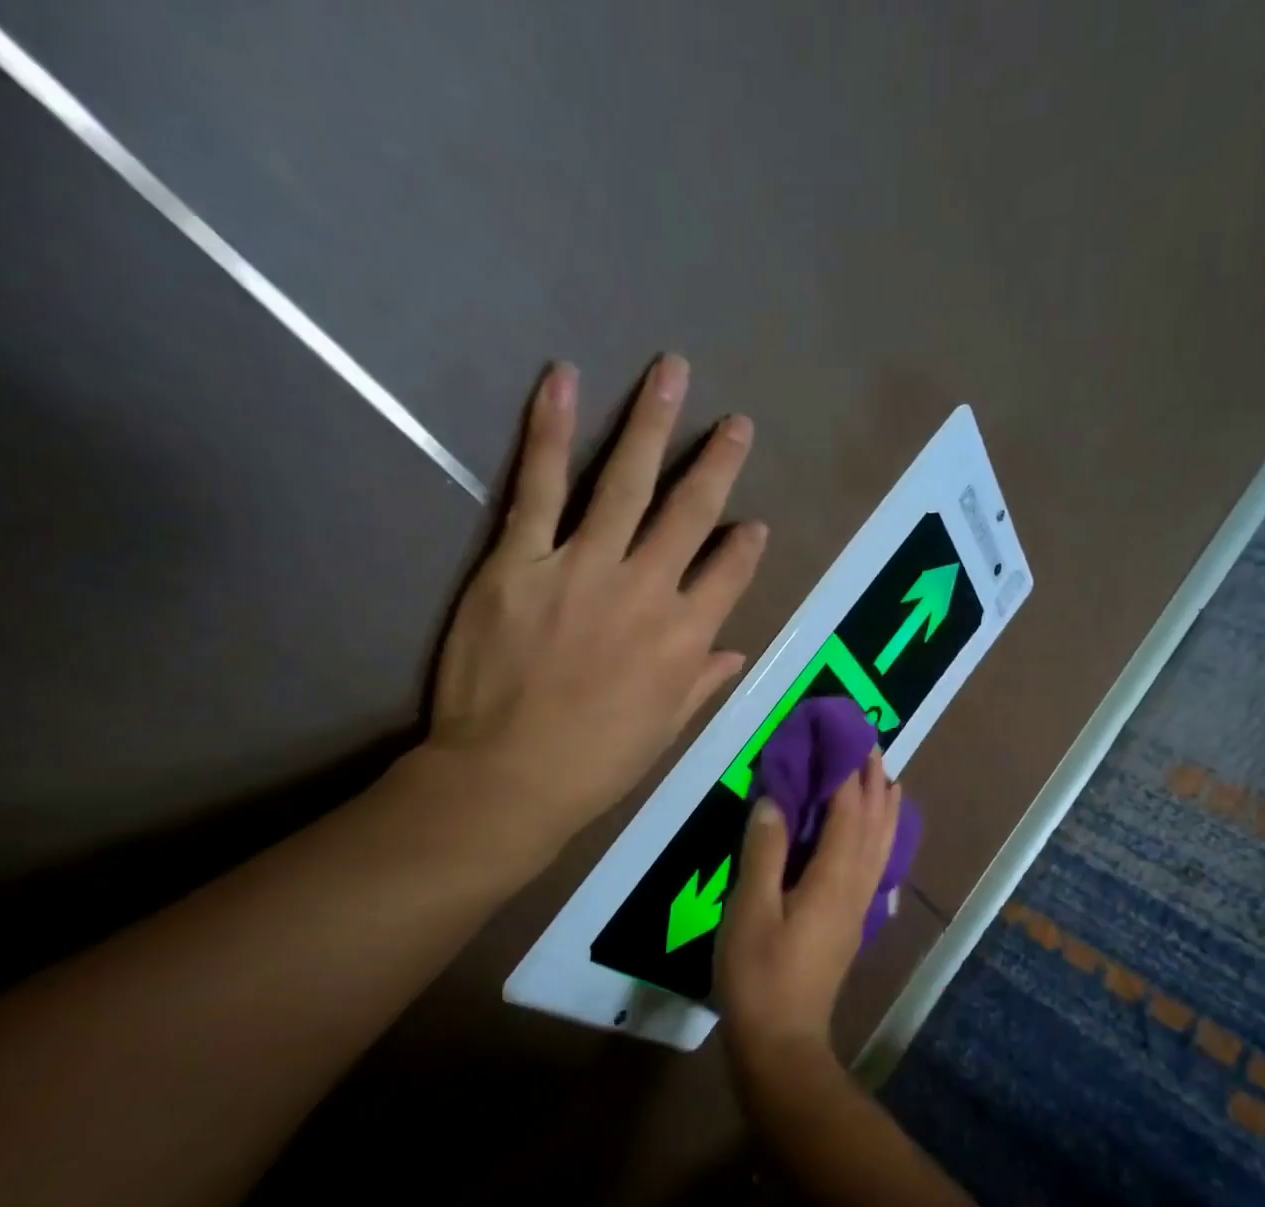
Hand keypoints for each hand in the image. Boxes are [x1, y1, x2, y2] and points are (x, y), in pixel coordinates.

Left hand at [411, 354, 767, 880]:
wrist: (509, 776)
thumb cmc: (596, 762)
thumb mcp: (666, 730)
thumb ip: (702, 682)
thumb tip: (736, 651)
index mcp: (686, 636)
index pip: (730, 573)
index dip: (746, 546)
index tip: (755, 524)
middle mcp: (647, 589)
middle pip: (691, 512)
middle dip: (718, 464)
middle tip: (737, 423)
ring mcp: (584, 567)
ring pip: (626, 482)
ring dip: (652, 424)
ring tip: (671, 372)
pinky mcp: (519, 560)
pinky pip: (539, 487)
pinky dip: (551, 432)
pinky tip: (564, 382)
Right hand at [716, 752, 902, 1078]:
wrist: (782, 1041)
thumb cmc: (758, 975)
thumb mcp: (749, 910)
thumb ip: (764, 851)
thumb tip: (774, 800)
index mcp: (833, 877)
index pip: (848, 810)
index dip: (847, 771)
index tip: (843, 735)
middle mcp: (856, 885)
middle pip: (874, 822)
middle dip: (873, 780)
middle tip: (868, 744)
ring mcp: (859, 905)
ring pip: (881, 843)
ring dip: (884, 805)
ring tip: (885, 776)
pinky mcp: (852, 921)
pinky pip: (876, 863)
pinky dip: (881, 836)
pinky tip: (877, 835)